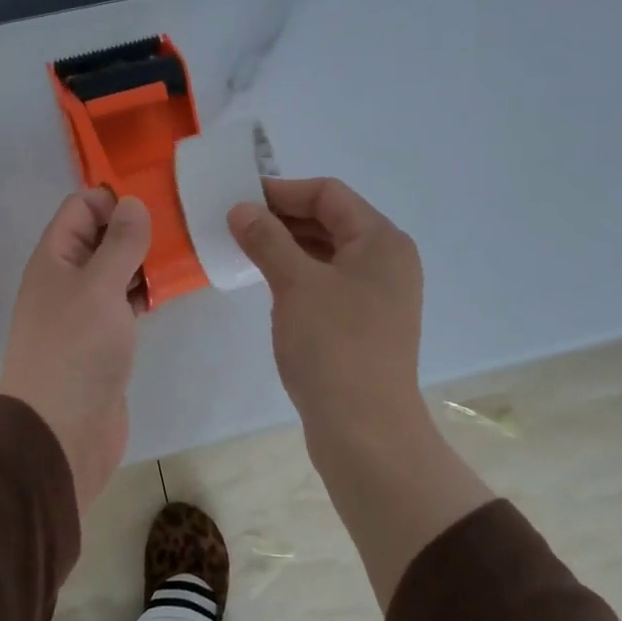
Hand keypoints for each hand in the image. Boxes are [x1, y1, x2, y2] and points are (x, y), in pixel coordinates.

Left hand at [0, 189, 151, 510]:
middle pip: (101, 237)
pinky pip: (125, 303)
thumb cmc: (76, 350)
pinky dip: (146, 293)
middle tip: (183, 221)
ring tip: (188, 250)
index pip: (81, 207)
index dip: (114, 196)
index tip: (158, 196)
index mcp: (55, 258)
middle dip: (137, 227)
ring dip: (146, 261)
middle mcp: (66, 279)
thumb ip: (119, 244)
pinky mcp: (104, 340)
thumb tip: (133, 203)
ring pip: (117, 271)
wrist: (61, 432)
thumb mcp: (99, 287)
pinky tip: (174, 289)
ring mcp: (85, 311)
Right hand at [228, 177, 425, 433]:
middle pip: (331, 221)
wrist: (365, 430)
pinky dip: (299, 275)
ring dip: (288, 247)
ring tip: (244, 249)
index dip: (282, 190)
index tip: (239, 198)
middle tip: (235, 223)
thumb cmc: (334, 346)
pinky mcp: (365, 324)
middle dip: (282, 218)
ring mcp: (378, 294)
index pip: (329, 194)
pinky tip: (268, 283)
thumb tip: (242, 209)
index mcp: (381, 240)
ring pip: (328, 254)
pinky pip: (329, 283)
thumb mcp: (296, 284)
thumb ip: (267, 239)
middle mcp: (386, 260)